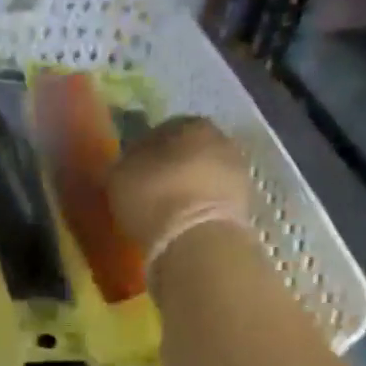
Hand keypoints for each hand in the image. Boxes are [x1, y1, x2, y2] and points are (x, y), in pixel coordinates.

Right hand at [107, 115, 254, 254]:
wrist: (199, 242)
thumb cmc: (155, 197)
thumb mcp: (120, 175)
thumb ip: (126, 162)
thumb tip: (131, 163)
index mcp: (191, 124)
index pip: (163, 130)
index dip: (144, 150)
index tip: (131, 170)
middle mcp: (222, 140)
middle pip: (189, 152)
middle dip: (170, 168)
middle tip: (148, 190)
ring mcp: (238, 174)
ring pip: (204, 177)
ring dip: (187, 190)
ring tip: (164, 212)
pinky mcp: (245, 207)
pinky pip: (213, 202)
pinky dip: (198, 210)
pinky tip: (181, 225)